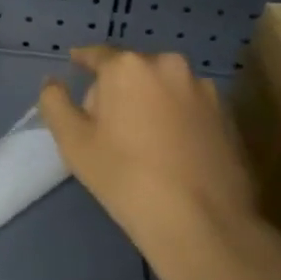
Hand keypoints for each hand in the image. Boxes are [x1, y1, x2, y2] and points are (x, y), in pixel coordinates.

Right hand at [38, 45, 262, 279]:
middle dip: (119, 88)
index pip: (97, 55)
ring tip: (146, 140)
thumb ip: (55, 103)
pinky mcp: (228, 116)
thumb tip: (52, 82)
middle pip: (133, 70)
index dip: (83, 61)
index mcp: (128, 66)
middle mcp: (168, 65)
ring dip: (152, 102)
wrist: (203, 224)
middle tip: (109, 123)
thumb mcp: (74, 143)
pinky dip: (179, 119)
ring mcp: (204, 89)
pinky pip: (191, 108)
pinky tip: (175, 152)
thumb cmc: (127, 178)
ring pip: (165, 88)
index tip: (75, 65)